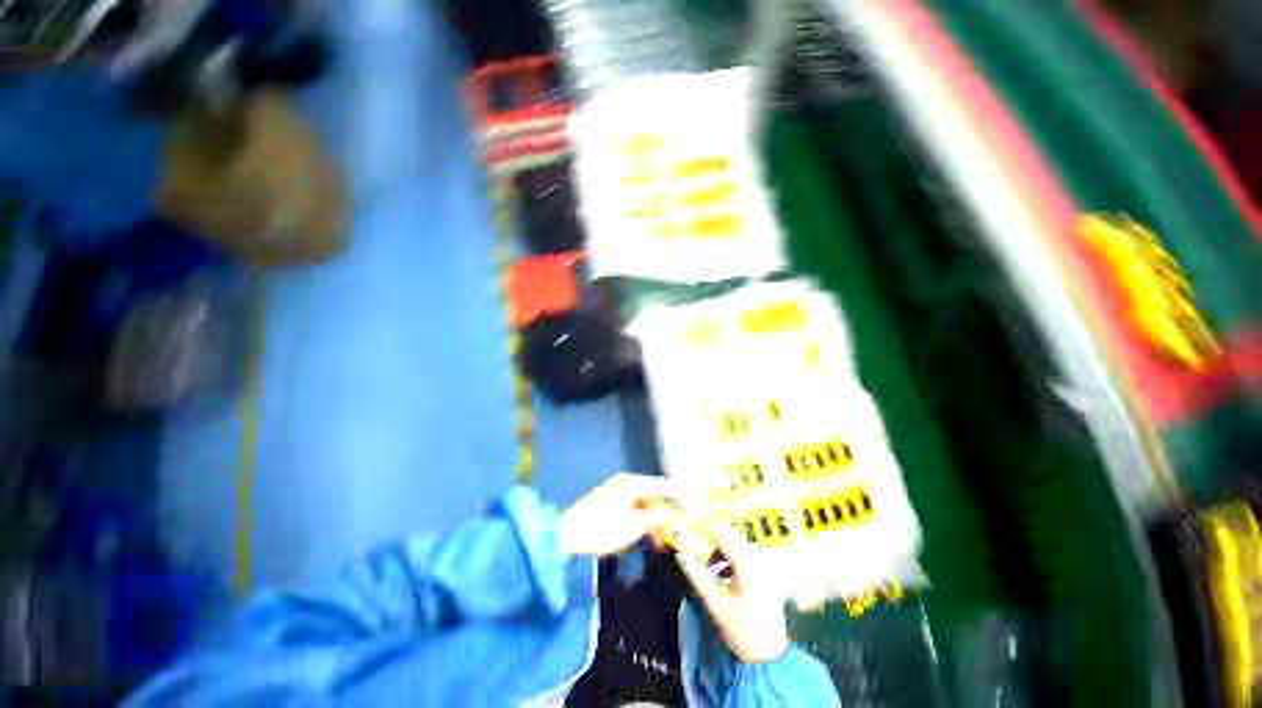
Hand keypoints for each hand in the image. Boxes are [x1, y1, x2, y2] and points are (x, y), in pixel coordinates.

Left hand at [558, 473, 676, 556]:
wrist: (567, 534)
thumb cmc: (602, 529)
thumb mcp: (633, 527)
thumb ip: (656, 518)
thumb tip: (676, 515)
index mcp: (633, 483)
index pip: (663, 486)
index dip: (681, 494)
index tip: (697, 502)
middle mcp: (627, 482)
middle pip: (655, 493)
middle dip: (670, 509)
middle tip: (685, 523)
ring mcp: (618, 491)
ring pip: (646, 501)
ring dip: (657, 516)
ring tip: (670, 532)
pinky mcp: (612, 501)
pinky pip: (635, 506)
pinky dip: (645, 518)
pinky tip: (652, 532)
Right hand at [675, 521, 789, 663]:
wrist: (771, 657)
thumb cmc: (743, 631)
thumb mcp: (716, 604)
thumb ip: (698, 576)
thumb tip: (681, 554)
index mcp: (747, 566)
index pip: (723, 534)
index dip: (705, 525)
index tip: (688, 523)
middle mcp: (757, 560)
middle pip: (730, 536)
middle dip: (710, 536)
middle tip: (692, 540)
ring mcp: (762, 567)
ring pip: (736, 544)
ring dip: (718, 547)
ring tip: (704, 560)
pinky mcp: (762, 574)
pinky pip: (742, 555)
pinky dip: (728, 557)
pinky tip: (719, 572)